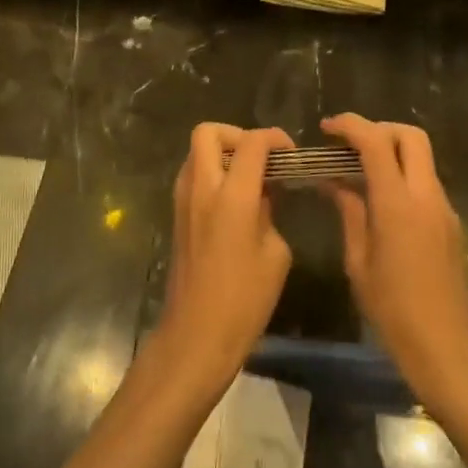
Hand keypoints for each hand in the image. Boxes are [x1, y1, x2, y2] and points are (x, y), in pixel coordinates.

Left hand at [154, 123, 294, 393]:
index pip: (253, 143)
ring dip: (221, 153)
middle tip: (259, 158)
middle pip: (208, 132)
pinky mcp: (176, 215)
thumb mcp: (275, 255)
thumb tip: (262, 196)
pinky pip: (192, 176)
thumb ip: (270, 213)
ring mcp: (183, 201)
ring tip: (248, 178)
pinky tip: (233, 201)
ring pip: (195, 152)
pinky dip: (211, 174)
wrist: (196, 335)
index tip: (291, 154)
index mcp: (233, 197)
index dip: (275, 138)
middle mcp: (202, 188)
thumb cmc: (244, 300)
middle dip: (237, 134)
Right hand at [323, 114, 467, 411]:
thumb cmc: (392, 308)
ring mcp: (443, 207)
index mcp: (397, 203)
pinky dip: (402, 175)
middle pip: (410, 136)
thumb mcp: (358, 261)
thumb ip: (349, 212)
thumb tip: (334, 182)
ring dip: (392, 152)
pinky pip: (425, 182)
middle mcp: (426, 195)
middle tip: (350, 144)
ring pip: (421, 157)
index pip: (375, 143)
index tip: (326, 127)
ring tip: (359, 171)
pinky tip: (380, 199)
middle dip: (379, 129)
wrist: (445, 345)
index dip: (350, 126)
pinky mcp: (450, 222)